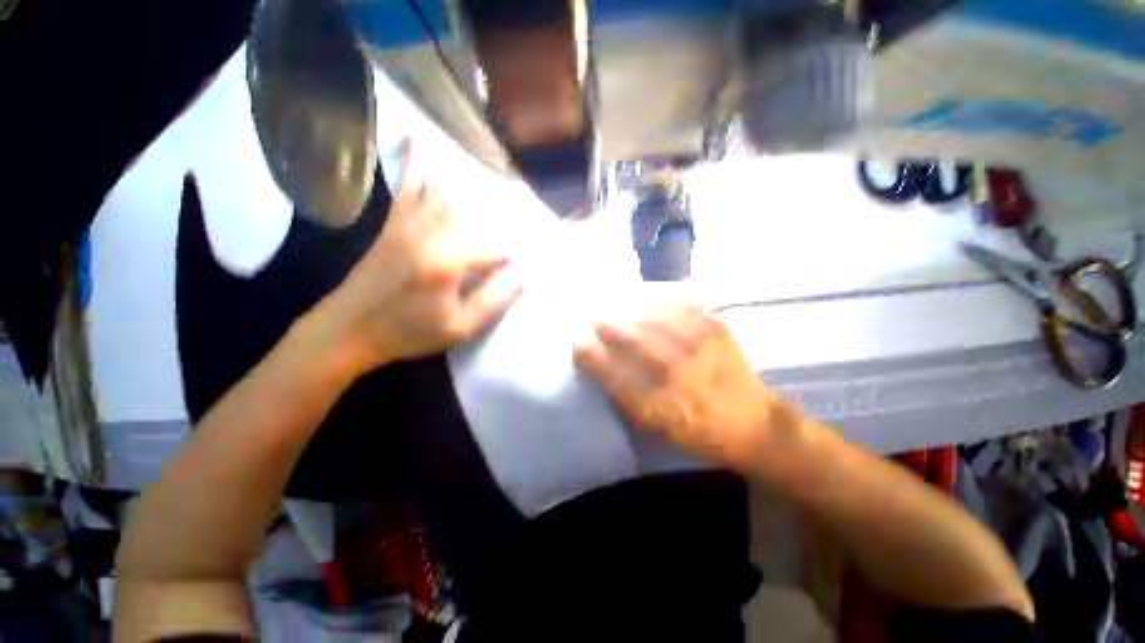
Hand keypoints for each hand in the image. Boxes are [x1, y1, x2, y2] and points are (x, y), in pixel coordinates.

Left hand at [315, 143, 523, 372]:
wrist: (348, 329)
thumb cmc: (408, 333)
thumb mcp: (460, 328)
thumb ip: (493, 301)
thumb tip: (521, 278)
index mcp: (449, 263)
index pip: (497, 247)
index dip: (516, 253)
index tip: (528, 258)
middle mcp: (431, 233)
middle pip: (478, 213)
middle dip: (504, 214)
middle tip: (521, 213)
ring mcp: (410, 224)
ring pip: (448, 193)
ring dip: (473, 186)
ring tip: (495, 178)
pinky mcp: (393, 223)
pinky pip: (407, 187)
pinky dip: (415, 163)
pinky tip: (418, 139)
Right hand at [574, 307, 802, 472]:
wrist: (755, 424)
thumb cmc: (701, 432)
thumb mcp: (659, 429)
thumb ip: (629, 399)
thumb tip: (603, 367)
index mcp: (659, 404)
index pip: (613, 373)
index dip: (591, 354)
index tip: (577, 341)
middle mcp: (675, 373)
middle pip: (630, 339)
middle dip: (606, 325)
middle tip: (594, 319)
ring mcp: (697, 347)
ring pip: (651, 318)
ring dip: (628, 310)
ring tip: (616, 306)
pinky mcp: (715, 329)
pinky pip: (679, 307)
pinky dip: (658, 301)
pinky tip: (648, 300)